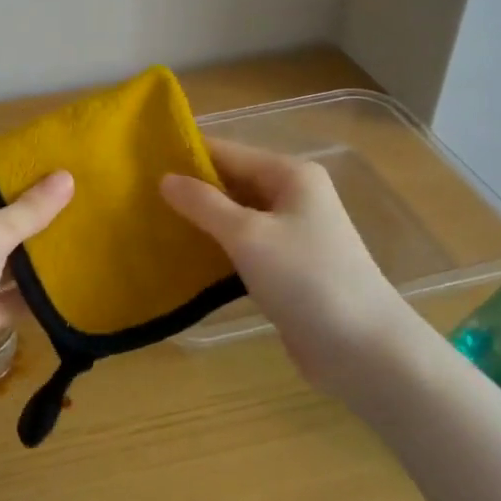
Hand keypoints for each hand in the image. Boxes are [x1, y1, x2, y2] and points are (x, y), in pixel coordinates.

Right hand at [161, 140, 425, 403]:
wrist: (363, 349)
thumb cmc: (306, 279)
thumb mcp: (247, 236)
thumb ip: (203, 204)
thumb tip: (165, 178)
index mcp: (290, 174)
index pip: (227, 151)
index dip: (186, 155)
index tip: (139, 161)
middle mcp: (292, 196)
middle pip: (231, 181)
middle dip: (190, 189)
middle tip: (137, 196)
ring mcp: (292, 232)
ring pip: (235, 215)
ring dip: (200, 220)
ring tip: (150, 222)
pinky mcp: (287, 267)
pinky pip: (243, 245)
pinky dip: (216, 246)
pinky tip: (182, 255)